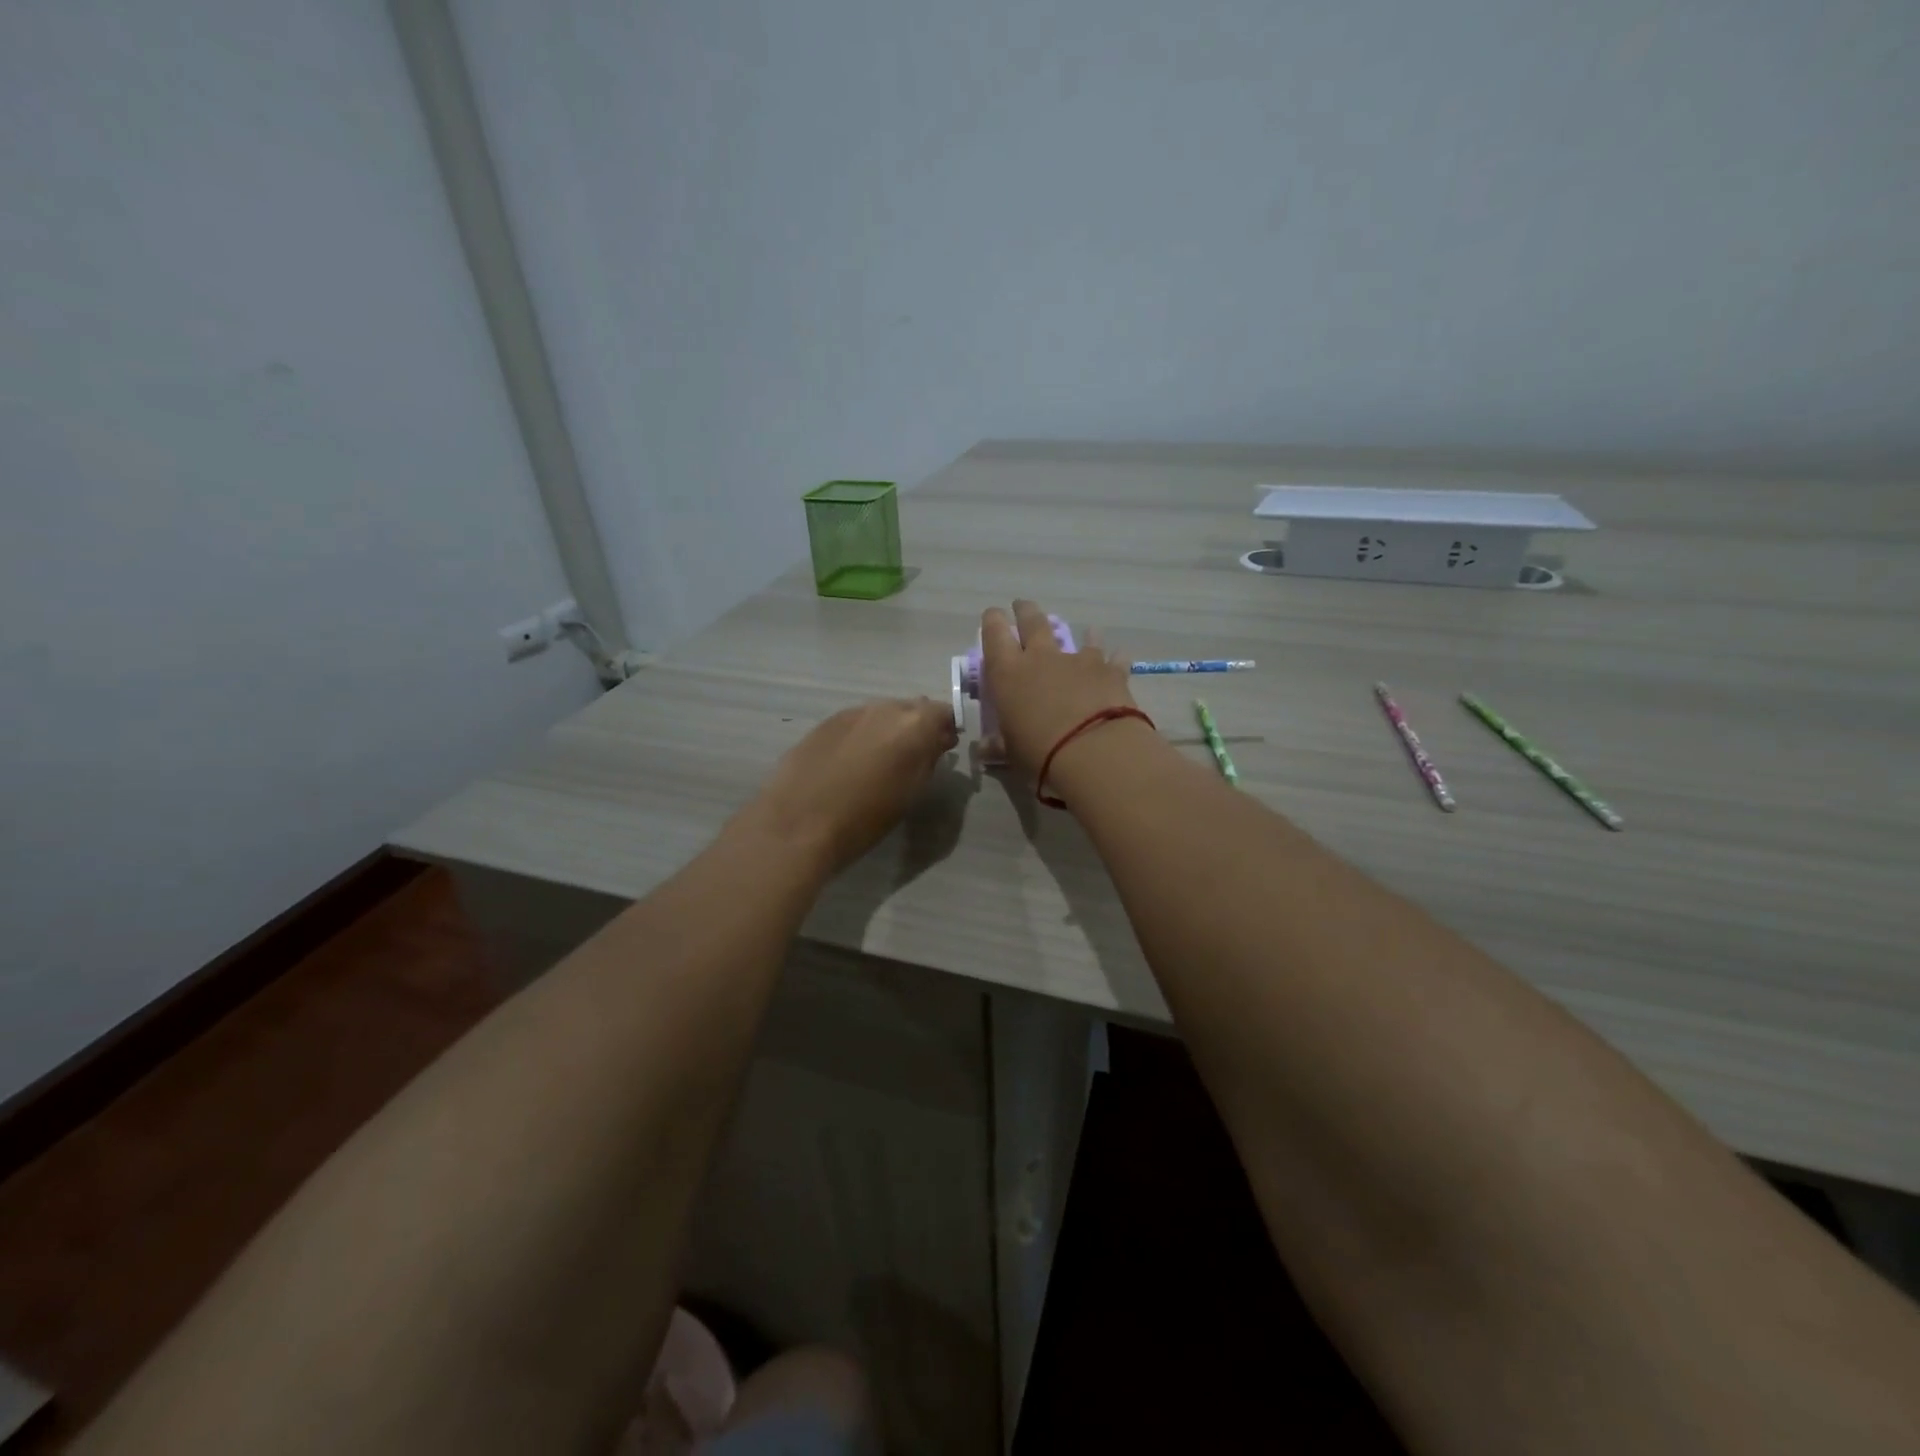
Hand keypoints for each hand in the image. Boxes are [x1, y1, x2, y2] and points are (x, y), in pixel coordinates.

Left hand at [744, 698, 958, 871]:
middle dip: (916, 726)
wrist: (799, 822)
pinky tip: (850, 762)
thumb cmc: (866, 817)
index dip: (946, 729)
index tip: (943, 749)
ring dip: (887, 730)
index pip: (944, 712)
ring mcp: (852, 711)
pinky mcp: (825, 722)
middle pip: (911, 708)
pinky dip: (861, 736)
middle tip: (912, 757)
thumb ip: (929, 759)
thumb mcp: (912, 792)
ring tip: (879, 761)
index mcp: (915, 723)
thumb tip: (936, 742)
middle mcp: (885, 707)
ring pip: (881, 713)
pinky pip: (855, 723)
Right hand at [980, 599, 1138, 776]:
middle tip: (1023, 606)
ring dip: (1080, 632)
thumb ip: (999, 745)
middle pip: (1032, 620)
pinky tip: (1118, 657)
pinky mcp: (1109, 670)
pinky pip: (1112, 657)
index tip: (993, 615)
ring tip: (1086, 631)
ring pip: (1078, 634)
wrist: (1094, 751)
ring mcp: (1078, 660)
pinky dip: (1114, 657)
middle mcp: (1041, 657)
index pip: (994, 633)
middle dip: (1026, 611)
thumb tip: (985, 749)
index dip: (992, 621)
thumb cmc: (1040, 752)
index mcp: (1008, 673)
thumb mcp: (1011, 752)